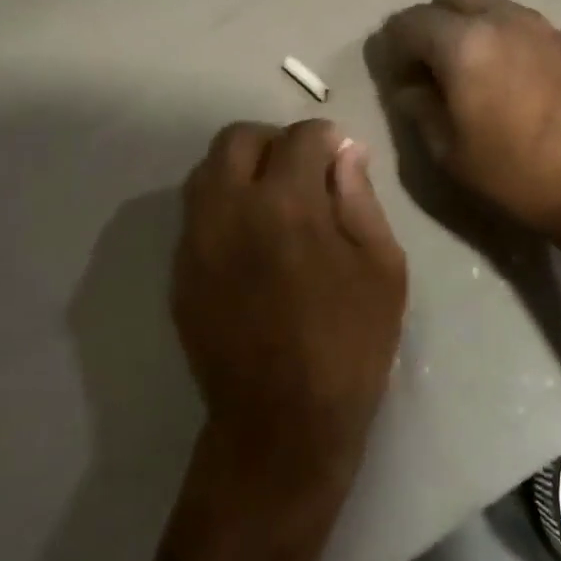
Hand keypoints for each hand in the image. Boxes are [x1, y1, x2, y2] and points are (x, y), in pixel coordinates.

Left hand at [172, 119, 407, 500]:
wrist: (280, 423)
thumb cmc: (348, 346)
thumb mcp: (380, 269)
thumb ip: (360, 198)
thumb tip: (346, 151)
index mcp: (286, 204)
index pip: (299, 138)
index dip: (326, 138)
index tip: (340, 156)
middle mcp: (229, 208)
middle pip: (237, 138)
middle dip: (274, 141)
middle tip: (302, 170)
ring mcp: (195, 239)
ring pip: (207, 170)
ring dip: (241, 168)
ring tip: (272, 200)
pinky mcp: (179, 269)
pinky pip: (195, 212)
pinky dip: (222, 204)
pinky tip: (249, 237)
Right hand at [375, 0, 560, 241]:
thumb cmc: (519, 173)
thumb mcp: (451, 152)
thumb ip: (421, 109)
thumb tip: (410, 88)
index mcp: (464, 43)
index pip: (410, 22)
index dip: (394, 46)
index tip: (397, 77)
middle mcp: (502, 20)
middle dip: (432, 22)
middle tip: (429, 65)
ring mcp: (540, 27)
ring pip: (490, 5)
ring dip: (467, 26)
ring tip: (466, 73)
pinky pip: (518, 23)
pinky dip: (498, 37)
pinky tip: (503, 80)